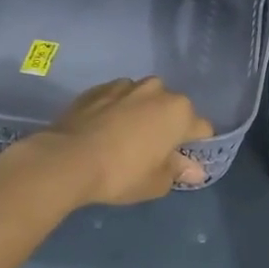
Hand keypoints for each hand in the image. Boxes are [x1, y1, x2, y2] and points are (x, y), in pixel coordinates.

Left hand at [12, 78, 214, 205]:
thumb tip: (195, 170)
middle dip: (168, 125)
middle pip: (173, 109)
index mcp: (179, 111)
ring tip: (125, 138)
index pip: (201, 128)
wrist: (67, 159)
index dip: (195, 147)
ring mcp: (125, 85)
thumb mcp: (157, 182)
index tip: (180, 162)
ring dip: (142, 113)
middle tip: (152, 151)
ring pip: (144, 99)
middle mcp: (156, 90)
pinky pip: (117, 98)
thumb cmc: (122, 174)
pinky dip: (116, 110)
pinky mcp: (97, 88)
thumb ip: (178, 171)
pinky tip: (103, 131)